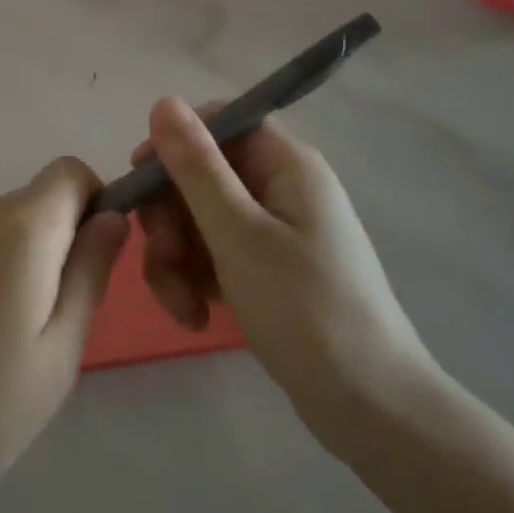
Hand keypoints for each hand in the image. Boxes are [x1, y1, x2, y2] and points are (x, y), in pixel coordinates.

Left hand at [0, 158, 127, 511]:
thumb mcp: (56, 354)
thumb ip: (89, 275)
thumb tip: (112, 217)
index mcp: (22, 227)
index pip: (71, 172)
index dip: (96, 203)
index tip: (93, 264)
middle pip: (37, 203)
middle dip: (59, 246)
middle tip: (51, 326)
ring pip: (1, 230)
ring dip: (19, 267)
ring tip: (2, 346)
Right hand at [134, 96, 437, 455]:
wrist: (373, 411)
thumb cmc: (306, 310)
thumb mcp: (239, 234)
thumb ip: (197, 167)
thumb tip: (164, 101)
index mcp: (286, 164)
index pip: (220, 122)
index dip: (175, 143)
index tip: (140, 179)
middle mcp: (282, 187)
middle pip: (204, 174)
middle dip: (171, 216)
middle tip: (164, 258)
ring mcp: (277, 230)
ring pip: (202, 218)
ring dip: (178, 256)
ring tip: (182, 304)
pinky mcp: (271, 269)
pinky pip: (217, 253)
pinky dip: (198, 278)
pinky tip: (197, 315)